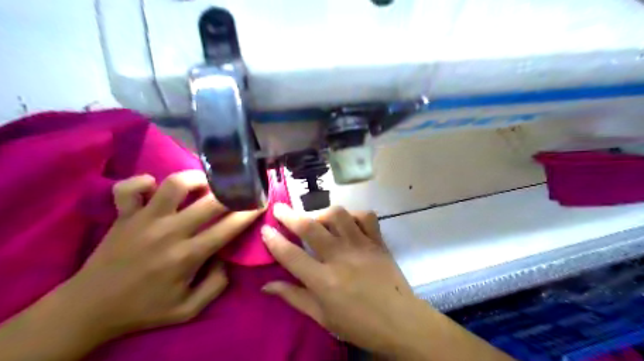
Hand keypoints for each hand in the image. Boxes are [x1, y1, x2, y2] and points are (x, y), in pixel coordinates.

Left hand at [59, 172, 261, 341]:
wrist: (89, 309)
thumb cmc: (144, 309)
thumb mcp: (189, 309)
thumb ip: (216, 285)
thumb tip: (226, 258)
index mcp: (187, 255)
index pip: (228, 227)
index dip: (249, 212)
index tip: (261, 202)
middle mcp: (169, 231)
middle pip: (210, 201)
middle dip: (233, 191)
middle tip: (242, 187)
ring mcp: (144, 219)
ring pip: (174, 184)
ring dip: (195, 179)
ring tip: (205, 183)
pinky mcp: (123, 215)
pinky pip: (129, 187)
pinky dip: (142, 181)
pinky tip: (154, 187)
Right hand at [260, 203, 418, 357]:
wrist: (401, 322)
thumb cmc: (359, 324)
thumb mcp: (322, 317)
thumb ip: (294, 297)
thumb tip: (266, 285)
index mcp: (324, 280)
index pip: (291, 255)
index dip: (273, 240)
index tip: (265, 229)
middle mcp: (340, 257)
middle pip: (310, 228)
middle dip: (290, 215)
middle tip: (279, 209)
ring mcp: (361, 245)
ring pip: (338, 215)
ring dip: (322, 213)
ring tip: (317, 221)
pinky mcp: (378, 241)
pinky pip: (366, 216)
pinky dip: (354, 215)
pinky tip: (347, 223)